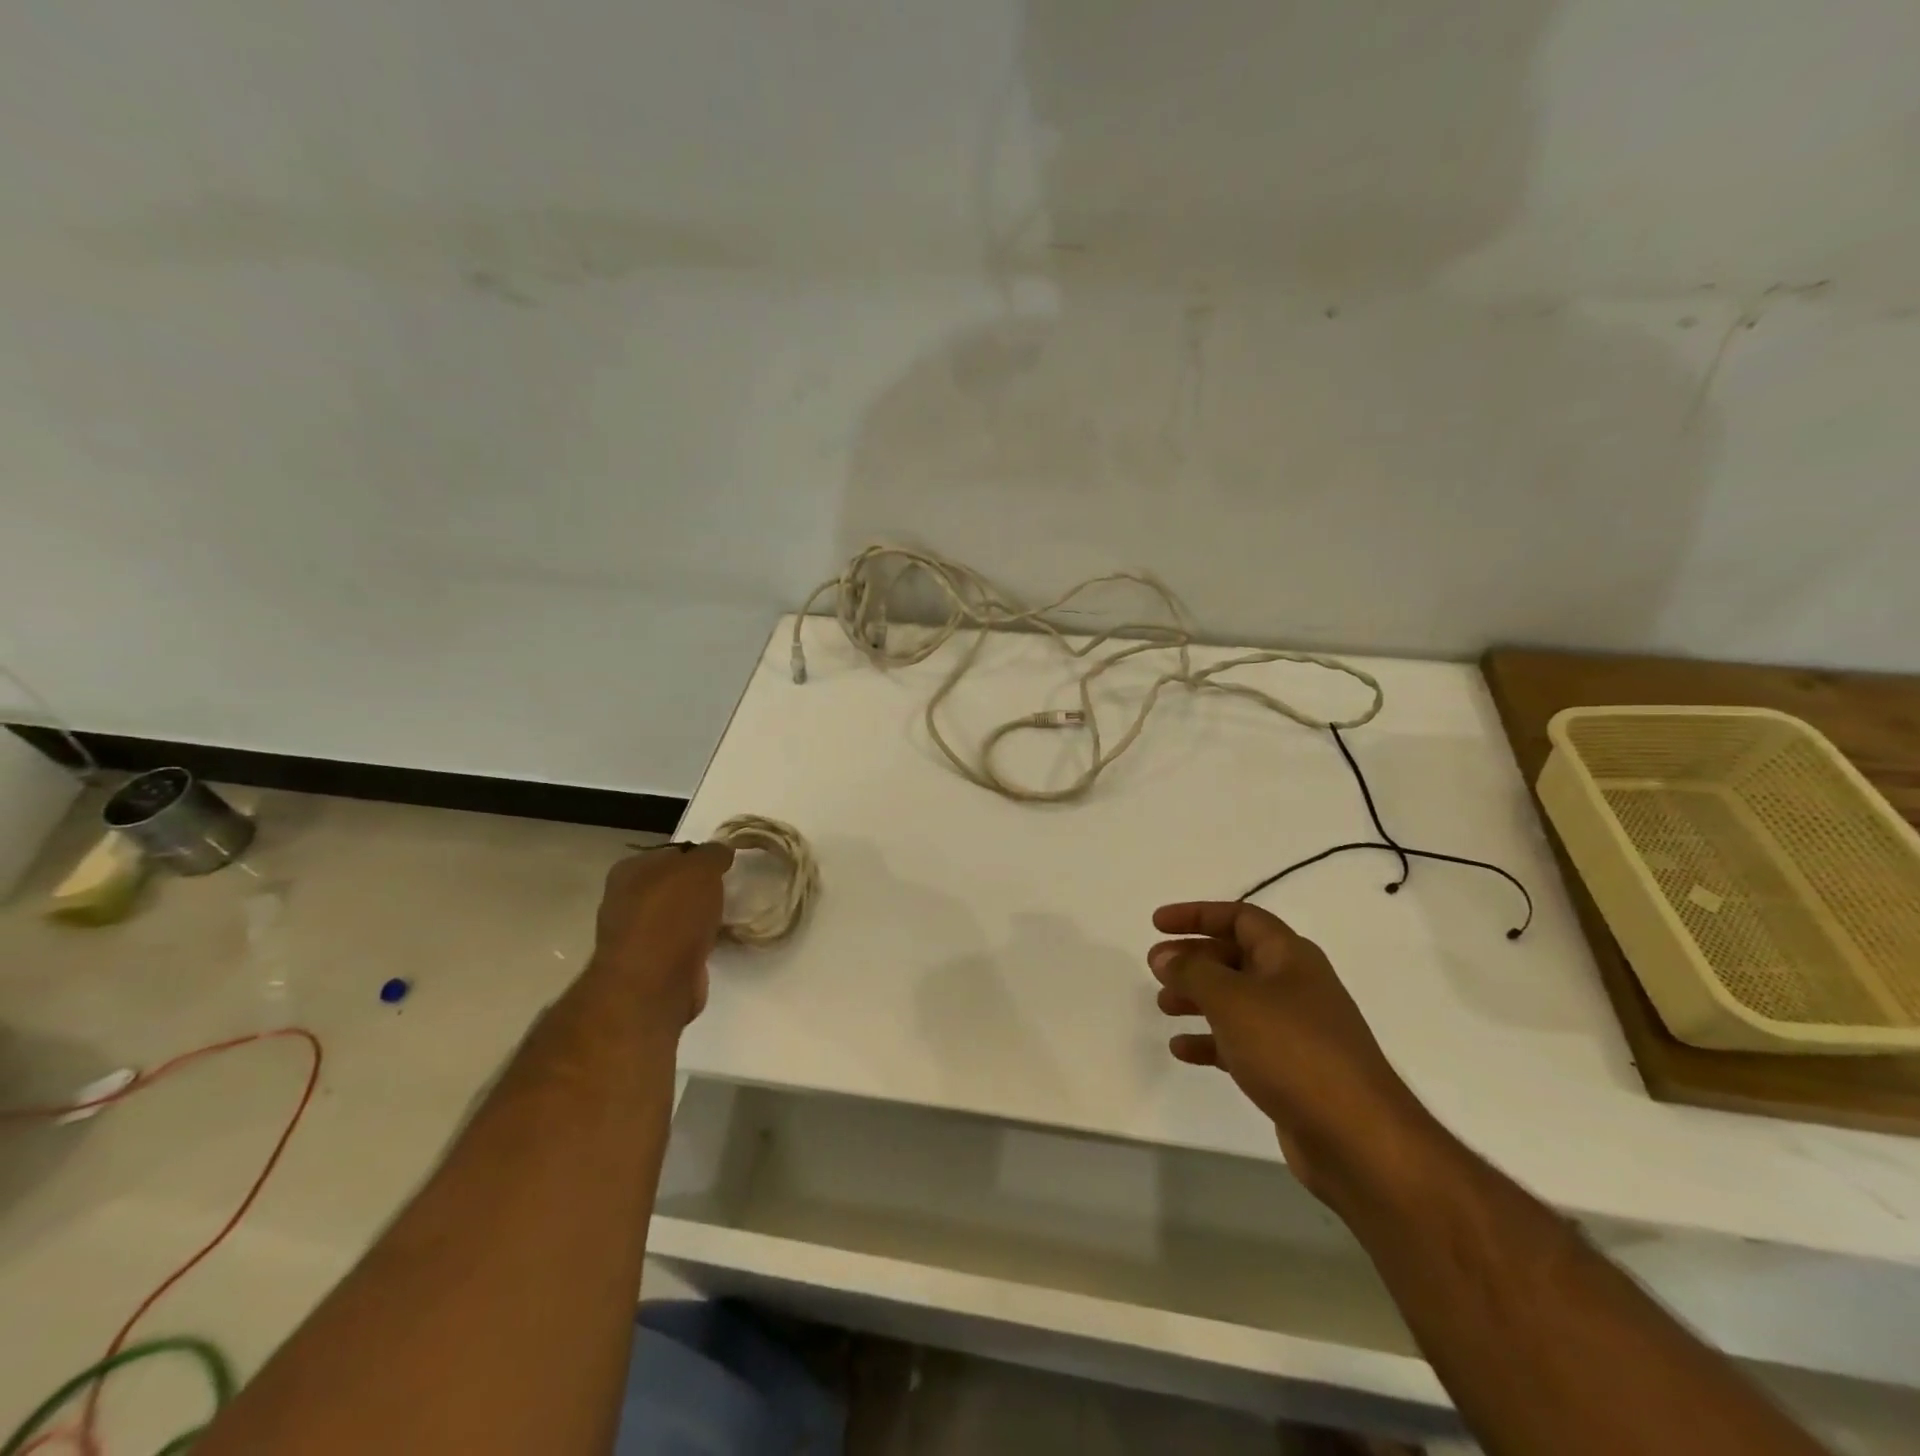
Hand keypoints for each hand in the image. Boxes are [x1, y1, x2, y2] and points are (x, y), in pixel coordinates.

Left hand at [591, 842, 734, 1026]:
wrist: (654, 985)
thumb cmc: (672, 915)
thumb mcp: (700, 868)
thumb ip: (713, 854)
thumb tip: (721, 851)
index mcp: (629, 871)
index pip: (672, 853)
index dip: (700, 856)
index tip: (726, 863)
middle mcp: (627, 901)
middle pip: (675, 885)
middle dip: (701, 887)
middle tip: (731, 888)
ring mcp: (638, 935)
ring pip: (680, 915)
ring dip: (702, 916)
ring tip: (730, 914)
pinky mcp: (654, 965)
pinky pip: (684, 943)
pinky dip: (701, 941)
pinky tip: (719, 940)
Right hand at [1149, 901, 1432, 1205]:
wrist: (1357, 1137)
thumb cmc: (1292, 1050)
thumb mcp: (1232, 1000)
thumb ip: (1193, 972)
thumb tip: (1164, 955)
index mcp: (1290, 956)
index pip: (1240, 918)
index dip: (1197, 914)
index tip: (1157, 924)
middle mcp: (1294, 985)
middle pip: (1236, 957)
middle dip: (1194, 958)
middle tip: (1155, 967)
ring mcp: (1295, 1029)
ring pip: (1236, 1000)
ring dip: (1198, 998)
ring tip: (1163, 1005)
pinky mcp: (1291, 1069)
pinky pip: (1242, 1042)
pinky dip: (1211, 1040)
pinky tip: (1182, 1050)